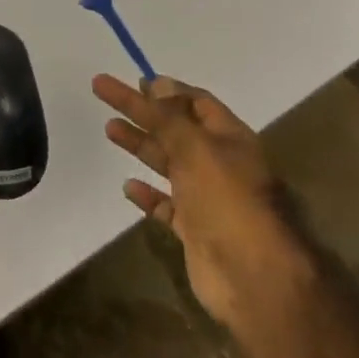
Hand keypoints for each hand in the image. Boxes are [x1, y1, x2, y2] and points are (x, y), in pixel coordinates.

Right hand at [94, 74, 308, 329]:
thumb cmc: (227, 200)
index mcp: (229, 138)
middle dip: (141, 111)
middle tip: (105, 93)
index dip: (166, 90)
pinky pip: (166, 204)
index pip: (196, 102)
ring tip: (109, 129)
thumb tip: (157, 83)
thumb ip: (171, 118)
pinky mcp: (195, 229)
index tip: (135, 80)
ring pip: (168, 163)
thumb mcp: (196, 148)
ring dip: (140, 145)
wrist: (253, 277)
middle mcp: (219, 163)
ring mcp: (207, 197)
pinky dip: (148, 194)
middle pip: (174, 128)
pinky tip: (128, 185)